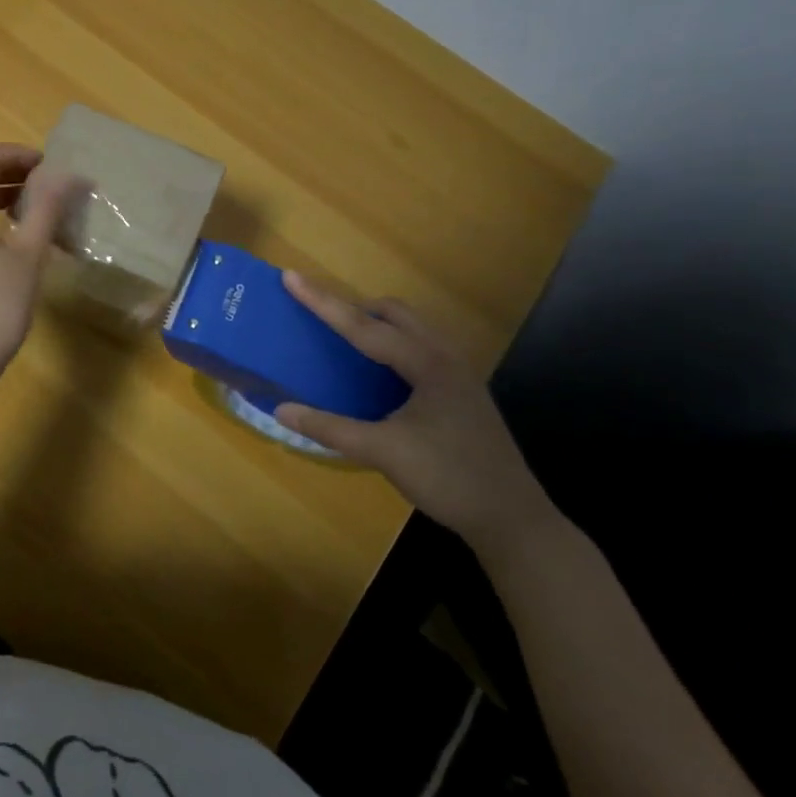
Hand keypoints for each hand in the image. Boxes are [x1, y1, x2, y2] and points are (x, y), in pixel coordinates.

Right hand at [275, 274, 559, 556]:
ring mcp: (459, 374)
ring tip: (347, 340)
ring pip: (412, 328)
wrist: (513, 519)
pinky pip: (421, 347)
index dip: (323, 302)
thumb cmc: (449, 478)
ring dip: (377, 324)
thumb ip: (330, 429)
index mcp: (427, 364)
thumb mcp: (384, 453)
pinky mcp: (462, 391)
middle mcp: (445, 357)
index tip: (291, 277)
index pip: (364, 326)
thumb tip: (281, 410)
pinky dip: (393, 344)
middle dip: (354, 308)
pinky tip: (380, 373)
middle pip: (394, 313)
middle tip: (319, 317)